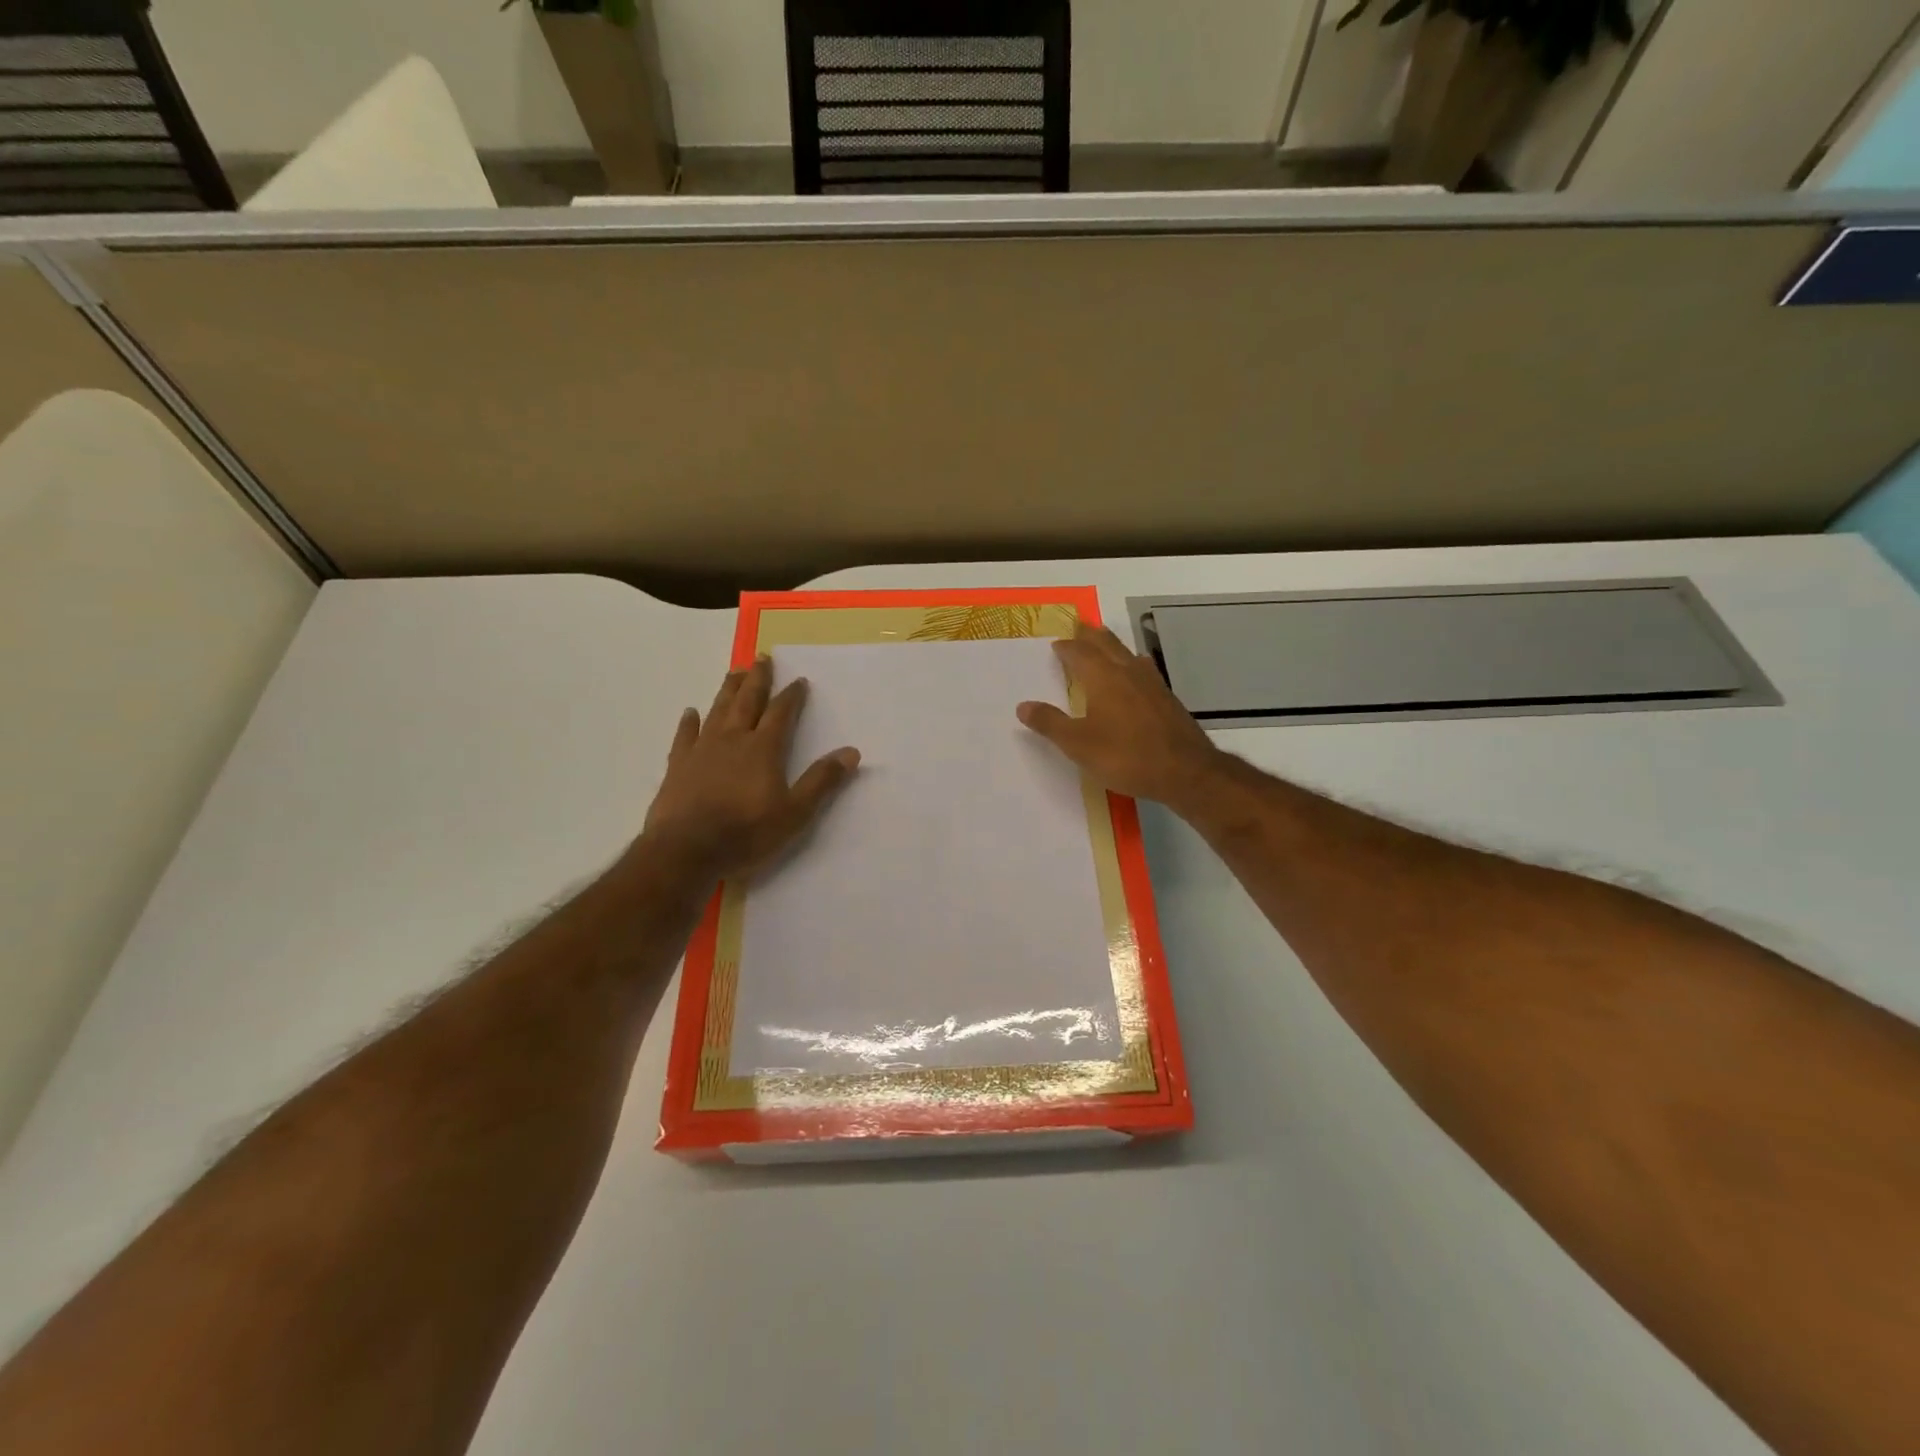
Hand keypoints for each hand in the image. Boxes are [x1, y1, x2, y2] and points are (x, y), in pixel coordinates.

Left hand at [641, 657, 859, 881]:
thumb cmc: (746, 833)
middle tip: (762, 657)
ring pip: (718, 711)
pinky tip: (691, 712)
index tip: (799, 680)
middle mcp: (733, 740)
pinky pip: (685, 736)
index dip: (792, 696)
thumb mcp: (795, 813)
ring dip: (728, 691)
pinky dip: (689, 722)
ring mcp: (702, 750)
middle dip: (757, 680)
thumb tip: (851, 752)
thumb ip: (821, 781)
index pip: (781, 713)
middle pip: (747, 702)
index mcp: (764, 749)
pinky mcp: (678, 766)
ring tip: (734, 672)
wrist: (686, 851)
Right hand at [1017, 623, 1225, 812]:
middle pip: (1107, 644)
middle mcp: (1128, 672)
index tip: (1057, 644)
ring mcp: (1152, 684)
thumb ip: (1050, 723)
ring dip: (1112, 645)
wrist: (1185, 771)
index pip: (1079, 654)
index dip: (1066, 648)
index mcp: (1103, 678)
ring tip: (1104, 643)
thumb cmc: (1126, 756)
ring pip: (1128, 654)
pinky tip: (1137, 673)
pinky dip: (1132, 663)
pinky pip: (1144, 669)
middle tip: (1080, 626)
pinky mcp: (1167, 699)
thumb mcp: (1078, 744)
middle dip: (1090, 635)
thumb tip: (1023, 706)